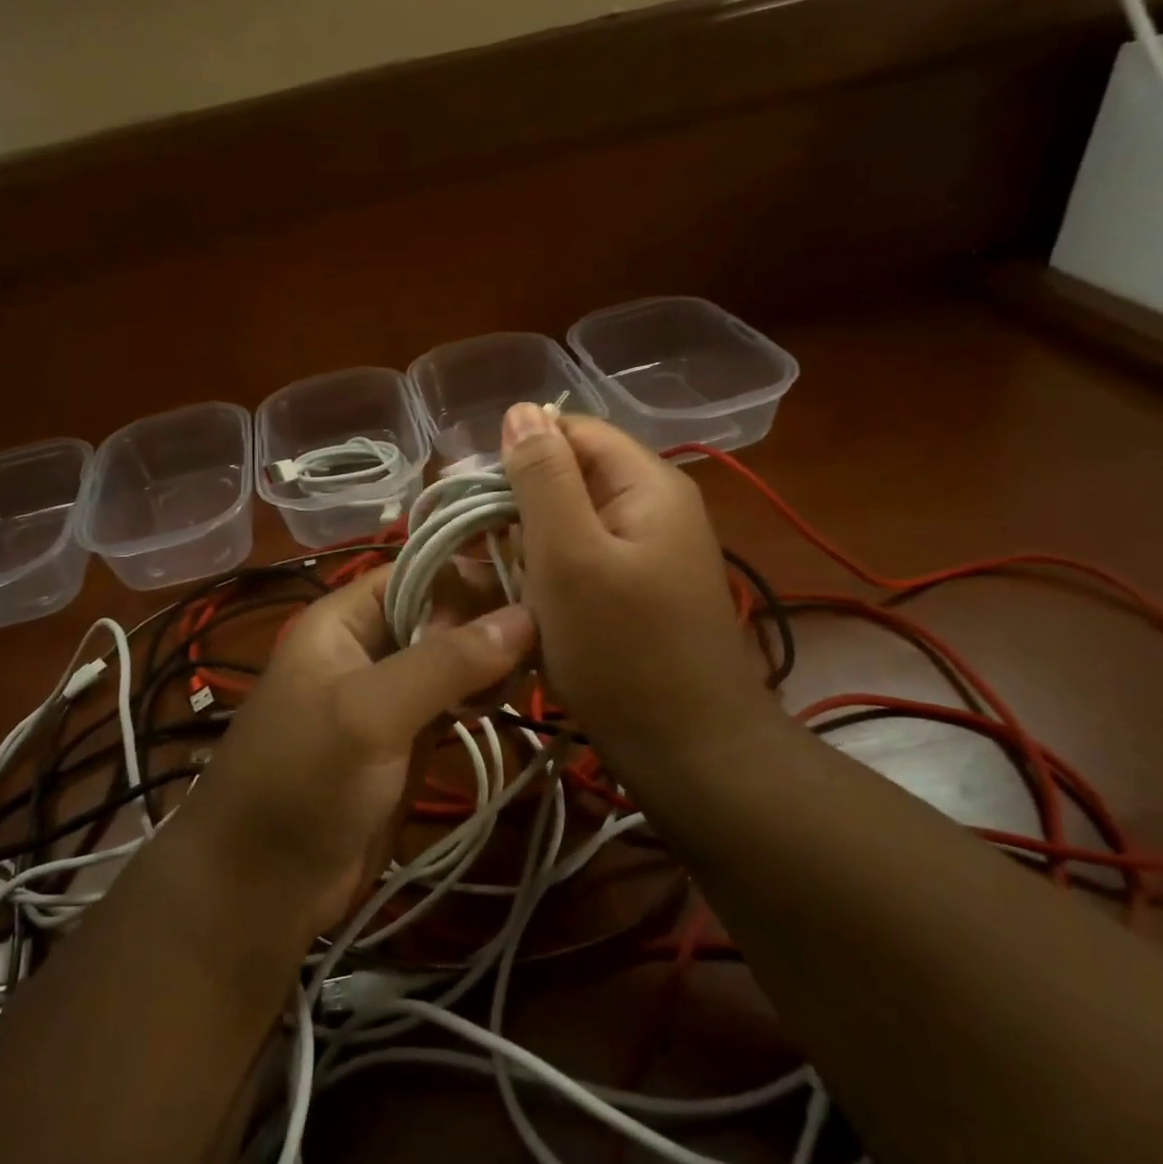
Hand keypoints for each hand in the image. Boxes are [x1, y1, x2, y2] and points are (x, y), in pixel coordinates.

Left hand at [181, 567, 534, 940]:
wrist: (261, 887)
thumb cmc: (304, 779)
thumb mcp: (371, 711)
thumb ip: (446, 663)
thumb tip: (527, 616)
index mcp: (344, 618)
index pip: (419, 571)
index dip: (474, 573)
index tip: (538, 585)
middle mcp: (368, 645)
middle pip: (441, 613)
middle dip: (492, 619)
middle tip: (555, 632)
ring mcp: (389, 694)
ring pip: (452, 658)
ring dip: (494, 660)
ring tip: (548, 662)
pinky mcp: (406, 738)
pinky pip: (453, 700)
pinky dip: (483, 696)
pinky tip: (517, 698)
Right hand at [501, 404, 772, 791]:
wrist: (691, 753)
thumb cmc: (624, 651)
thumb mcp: (570, 556)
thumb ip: (543, 478)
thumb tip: (521, 410)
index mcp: (646, 483)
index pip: (570, 431)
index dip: (517, 454)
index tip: (471, 501)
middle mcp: (652, 506)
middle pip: (569, 477)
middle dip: (517, 507)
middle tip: (474, 552)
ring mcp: (647, 552)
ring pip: (569, 523)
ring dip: (528, 546)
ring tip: (496, 583)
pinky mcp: (636, 590)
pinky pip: (581, 561)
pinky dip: (548, 576)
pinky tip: (527, 607)